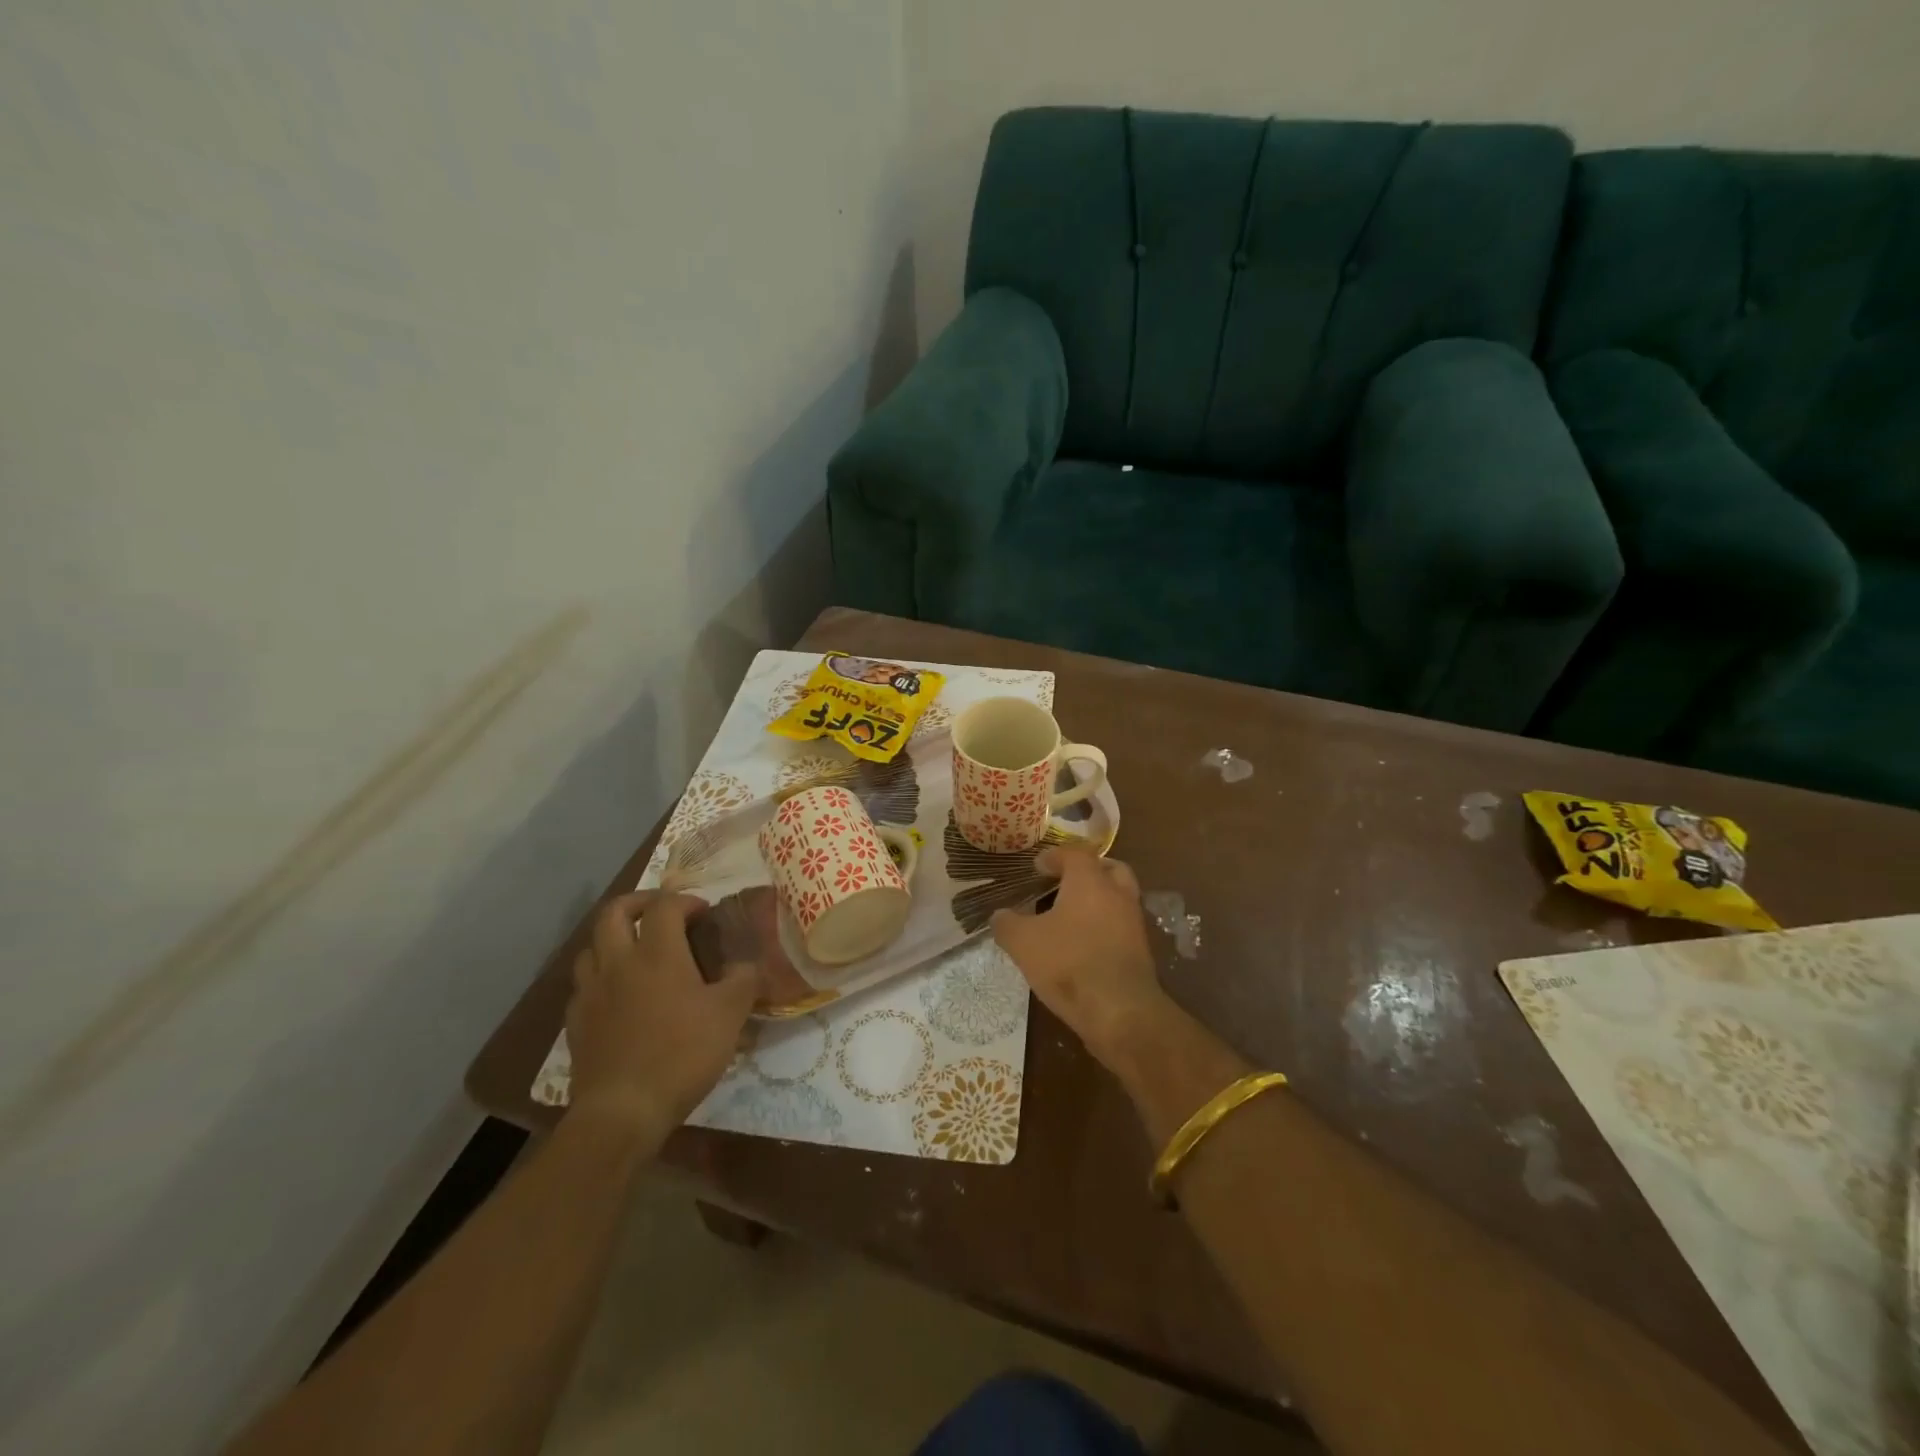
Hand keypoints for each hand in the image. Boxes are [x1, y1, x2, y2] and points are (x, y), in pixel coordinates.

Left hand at [564, 890, 755, 1144]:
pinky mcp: (576, 1022)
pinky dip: (600, 977)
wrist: (622, 1111)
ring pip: (591, 947)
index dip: (686, 901)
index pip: (665, 905)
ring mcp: (591, 992)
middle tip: (660, 913)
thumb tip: (745, 964)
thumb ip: (743, 980)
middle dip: (638, 903)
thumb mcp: (730, 1014)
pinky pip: (584, 985)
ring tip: (636, 951)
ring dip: (614, 939)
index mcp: (657, 953)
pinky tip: (617, 995)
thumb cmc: (682, 1054)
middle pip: (614, 913)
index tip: (704, 913)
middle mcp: (618, 962)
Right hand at [991, 846, 1171, 1069]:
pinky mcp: (1140, 950)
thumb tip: (999, 915)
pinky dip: (1104, 925)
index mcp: (1090, 881)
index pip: (1075, 853)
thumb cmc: (1069, 964)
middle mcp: (1117, 893)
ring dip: (1098, 899)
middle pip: (1107, 868)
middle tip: (1064, 882)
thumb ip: (1007, 924)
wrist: (1120, 1011)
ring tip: (1069, 916)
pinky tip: (1083, 943)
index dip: (1054, 856)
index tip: (1037, 866)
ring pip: (1118, 897)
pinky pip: (1120, 925)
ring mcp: (1133, 922)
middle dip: (1086, 871)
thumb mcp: (1023, 943)